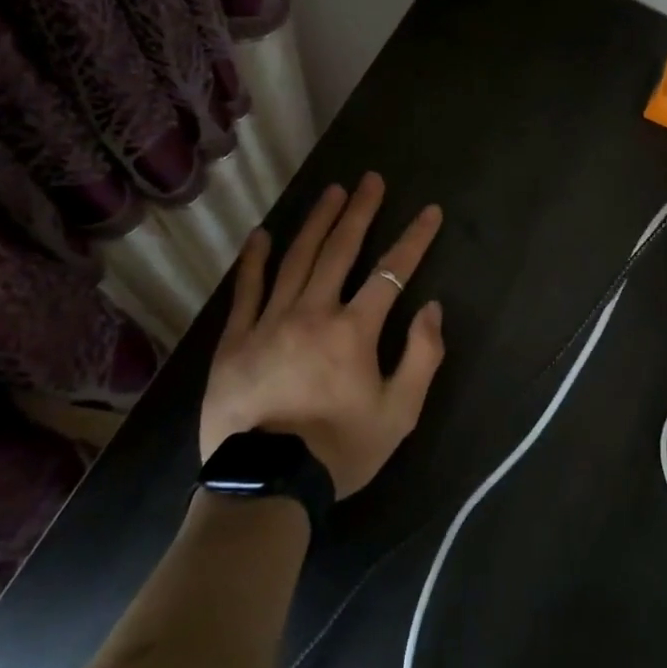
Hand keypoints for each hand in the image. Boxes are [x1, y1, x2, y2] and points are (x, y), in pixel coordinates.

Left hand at [199, 174, 445, 497]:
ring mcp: (269, 321)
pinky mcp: (235, 340)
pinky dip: (255, 260)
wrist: (266, 487)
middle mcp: (312, 312)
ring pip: (296, 259)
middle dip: (360, 212)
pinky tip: (262, 235)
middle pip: (340, 250)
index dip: (414, 238)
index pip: (392, 271)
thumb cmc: (339, 450)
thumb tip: (432, 309)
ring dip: (317, 222)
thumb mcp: (400, 414)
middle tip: (370, 180)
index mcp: (354, 330)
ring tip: (332, 193)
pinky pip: (246, 290)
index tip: (429, 211)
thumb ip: (422, 357)